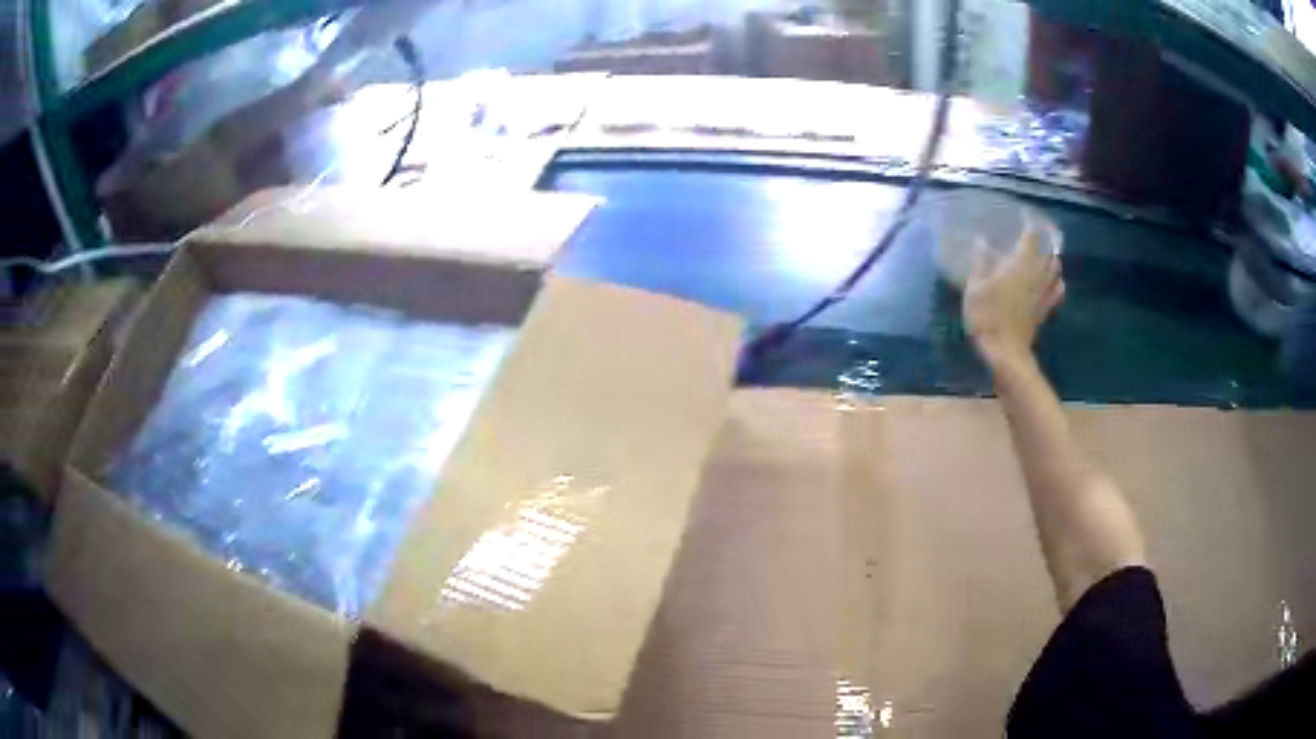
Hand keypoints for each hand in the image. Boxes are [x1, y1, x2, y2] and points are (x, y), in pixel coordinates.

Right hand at [963, 219, 1063, 368]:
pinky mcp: (1045, 310)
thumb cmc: (987, 316)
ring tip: (1045, 255)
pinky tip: (1055, 282)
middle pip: (1048, 252)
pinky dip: (1057, 283)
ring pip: (1055, 270)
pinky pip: (1057, 292)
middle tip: (1035, 236)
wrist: (1005, 353)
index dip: (1030, 224)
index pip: (1031, 237)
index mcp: (1020, 264)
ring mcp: (1043, 293)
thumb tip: (982, 241)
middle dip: (1044, 242)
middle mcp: (1037, 274)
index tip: (1026, 216)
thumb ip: (981, 262)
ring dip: (1052, 260)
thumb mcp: (975, 287)